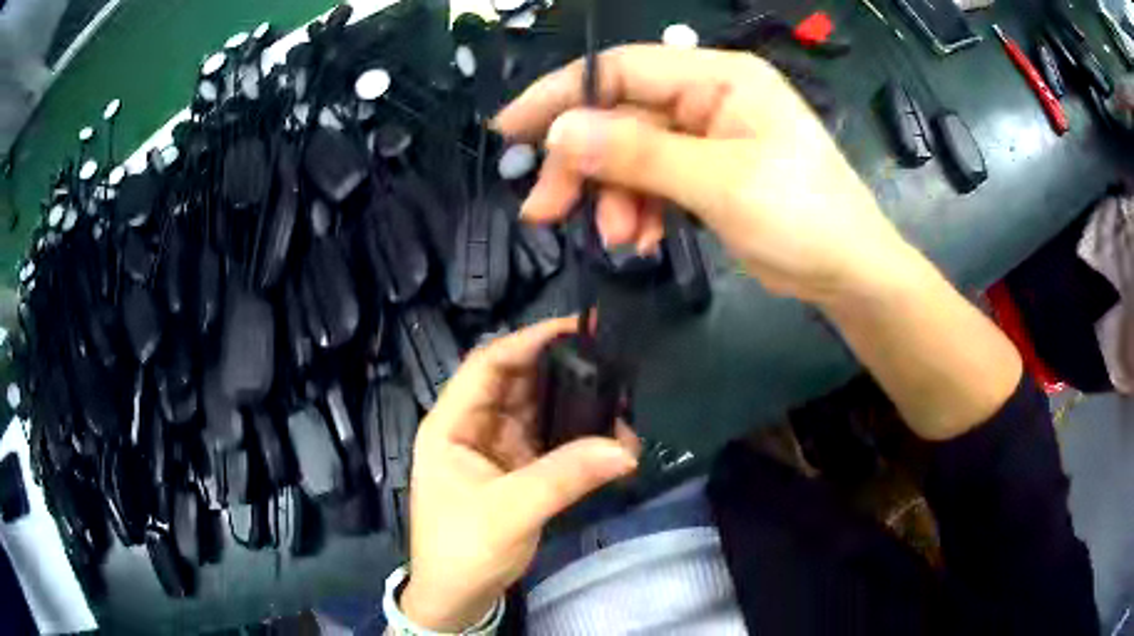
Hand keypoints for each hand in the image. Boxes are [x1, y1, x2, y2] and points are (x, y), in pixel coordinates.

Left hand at [400, 318, 640, 630]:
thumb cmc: (463, 548)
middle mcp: (473, 428)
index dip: (527, 340)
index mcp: (451, 425)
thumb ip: (565, 476)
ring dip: (575, 403)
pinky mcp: (518, 470)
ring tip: (618, 395)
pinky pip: (551, 442)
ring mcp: (498, 449)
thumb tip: (626, 447)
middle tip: (608, 358)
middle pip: (517, 383)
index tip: (574, 328)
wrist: (458, 597)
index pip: (487, 365)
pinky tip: (609, 435)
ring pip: (538, 411)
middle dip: (560, 369)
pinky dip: (578, 437)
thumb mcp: (509, 511)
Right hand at [495, 44, 917, 304]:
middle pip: (620, 117)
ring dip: (615, 196)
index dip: (561, 94)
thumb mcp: (720, 182)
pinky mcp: (707, 171)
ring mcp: (707, 135)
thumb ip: (639, 153)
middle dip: (584, 164)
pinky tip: (642, 240)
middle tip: (545, 210)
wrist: (849, 272)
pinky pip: (654, 181)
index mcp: (719, 77)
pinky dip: (639, 210)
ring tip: (620, 240)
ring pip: (632, 154)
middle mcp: (708, 96)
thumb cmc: (802, 217)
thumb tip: (560, 132)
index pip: (622, 69)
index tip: (511, 129)